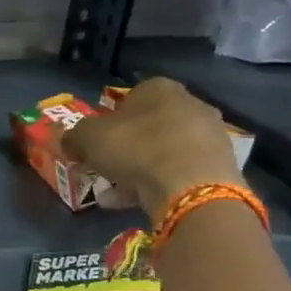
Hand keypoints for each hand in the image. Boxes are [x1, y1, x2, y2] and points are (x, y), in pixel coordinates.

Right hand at [60, 78, 245, 221]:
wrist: (190, 185)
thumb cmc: (135, 148)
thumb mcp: (87, 138)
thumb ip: (74, 137)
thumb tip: (69, 143)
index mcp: (159, 88)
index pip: (130, 97)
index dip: (109, 120)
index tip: (97, 143)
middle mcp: (190, 103)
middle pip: (149, 124)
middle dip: (127, 146)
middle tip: (108, 168)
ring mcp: (210, 134)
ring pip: (165, 150)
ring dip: (140, 168)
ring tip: (118, 193)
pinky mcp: (220, 164)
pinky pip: (180, 171)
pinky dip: (160, 184)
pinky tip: (139, 202)